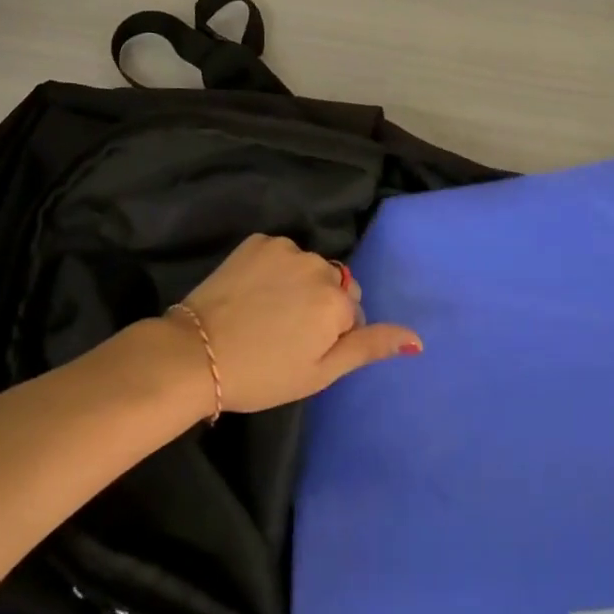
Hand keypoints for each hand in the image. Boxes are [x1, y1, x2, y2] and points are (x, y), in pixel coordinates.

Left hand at [172, 234, 421, 414]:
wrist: (196, 354)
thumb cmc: (263, 374)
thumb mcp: (320, 373)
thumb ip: (369, 347)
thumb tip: (418, 339)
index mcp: (337, 299)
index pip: (352, 312)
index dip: (330, 334)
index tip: (303, 350)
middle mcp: (319, 264)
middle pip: (332, 283)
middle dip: (318, 304)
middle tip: (285, 334)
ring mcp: (286, 248)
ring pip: (306, 267)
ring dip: (296, 284)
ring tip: (264, 314)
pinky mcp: (257, 240)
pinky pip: (279, 254)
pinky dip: (272, 270)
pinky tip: (250, 294)